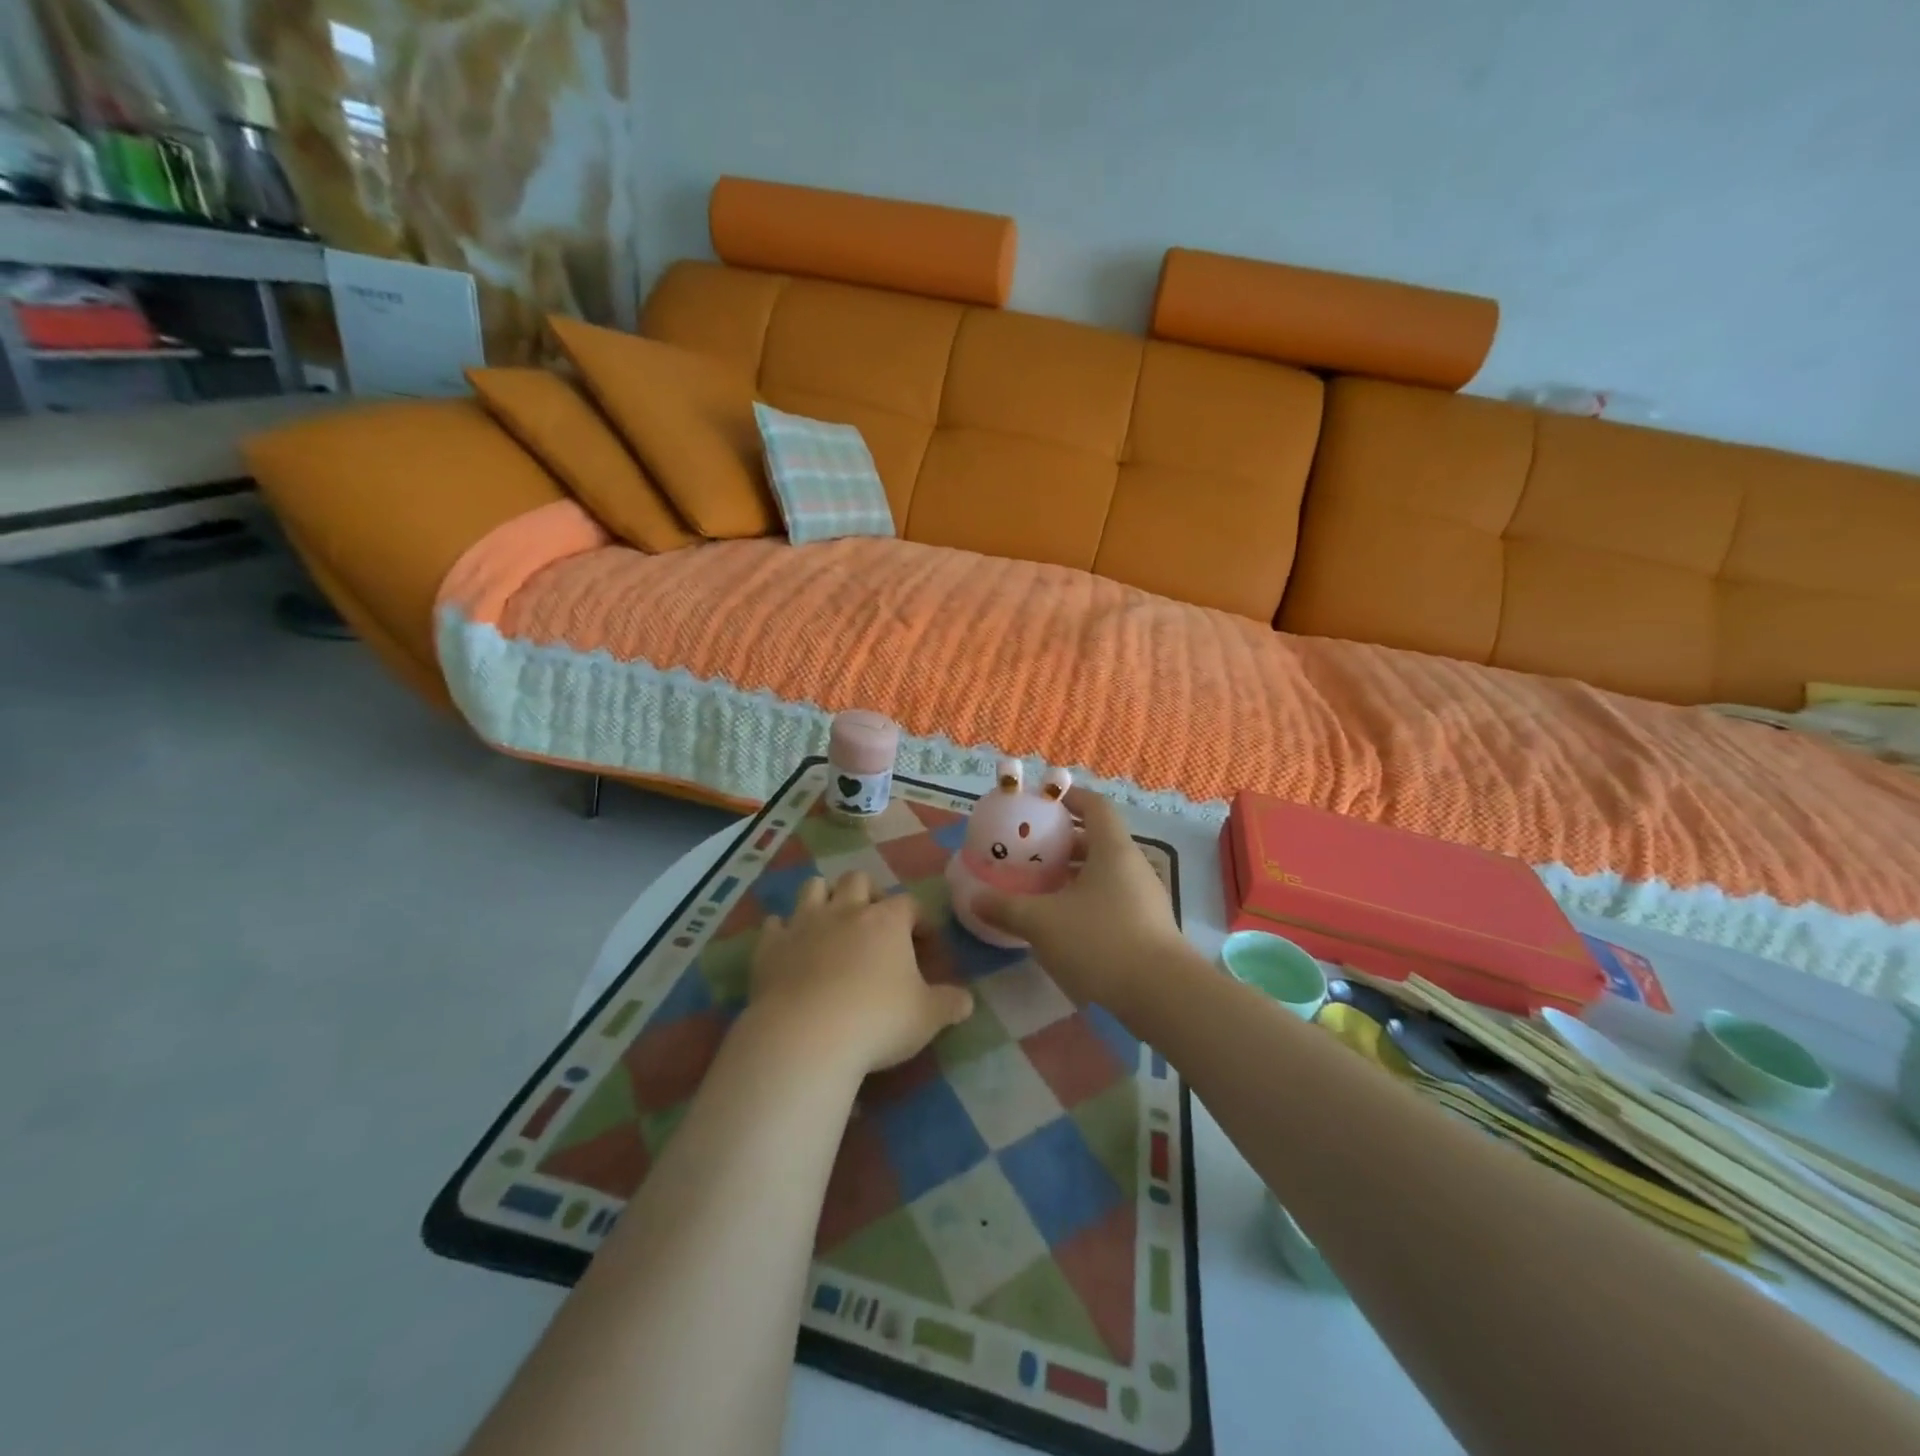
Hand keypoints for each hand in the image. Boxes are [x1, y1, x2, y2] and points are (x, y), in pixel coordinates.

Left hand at [749, 871, 973, 1073]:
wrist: (806, 1036)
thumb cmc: (877, 1021)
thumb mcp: (927, 1018)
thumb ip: (950, 1004)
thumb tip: (966, 1000)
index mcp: (887, 921)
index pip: (909, 903)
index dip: (920, 920)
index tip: (926, 944)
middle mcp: (846, 910)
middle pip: (858, 880)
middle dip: (868, 894)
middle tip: (875, 924)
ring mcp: (804, 924)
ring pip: (813, 887)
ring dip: (824, 898)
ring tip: (832, 922)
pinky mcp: (770, 946)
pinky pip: (775, 924)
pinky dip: (783, 931)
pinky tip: (788, 946)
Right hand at [975, 786, 1185, 1012]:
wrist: (1162, 995)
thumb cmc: (1101, 941)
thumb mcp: (1043, 922)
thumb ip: (1006, 907)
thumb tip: (974, 898)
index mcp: (1112, 849)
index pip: (1095, 805)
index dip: (1069, 797)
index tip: (1043, 801)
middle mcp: (1133, 865)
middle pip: (1099, 839)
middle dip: (1064, 841)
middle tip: (1032, 850)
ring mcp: (1145, 897)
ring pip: (1105, 872)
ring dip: (1075, 873)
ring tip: (1042, 886)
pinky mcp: (1148, 926)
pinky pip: (1113, 898)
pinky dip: (1087, 899)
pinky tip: (1065, 922)